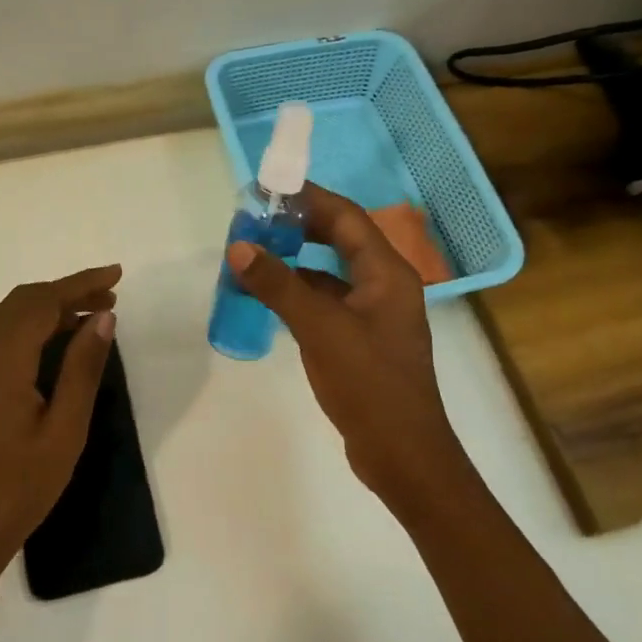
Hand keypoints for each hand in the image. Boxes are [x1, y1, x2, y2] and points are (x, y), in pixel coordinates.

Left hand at [0, 266, 121, 586]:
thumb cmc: (17, 488)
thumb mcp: (64, 430)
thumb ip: (82, 368)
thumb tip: (103, 318)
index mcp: (1, 359)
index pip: (44, 301)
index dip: (82, 283)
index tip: (116, 275)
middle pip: (21, 302)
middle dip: (65, 294)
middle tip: (107, 303)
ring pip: (2, 317)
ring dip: (42, 310)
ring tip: (82, 322)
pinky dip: (20, 328)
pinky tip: (40, 349)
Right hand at [226, 187, 466, 508]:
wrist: (402, 453)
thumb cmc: (369, 383)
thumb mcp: (320, 329)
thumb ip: (279, 285)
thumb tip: (239, 246)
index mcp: (387, 273)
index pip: (346, 218)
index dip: (310, 198)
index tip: (270, 189)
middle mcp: (384, 286)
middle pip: (340, 241)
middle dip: (299, 228)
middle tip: (255, 222)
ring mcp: (373, 315)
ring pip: (330, 274)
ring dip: (295, 263)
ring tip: (254, 256)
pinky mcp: (360, 340)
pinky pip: (326, 303)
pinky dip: (298, 296)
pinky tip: (268, 300)